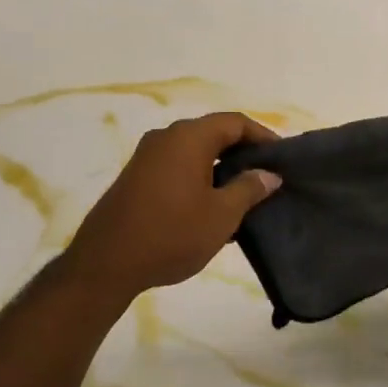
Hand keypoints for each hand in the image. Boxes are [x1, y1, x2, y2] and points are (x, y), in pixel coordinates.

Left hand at [63, 112, 281, 300]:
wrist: (106, 264)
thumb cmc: (172, 234)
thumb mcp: (222, 215)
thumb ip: (249, 188)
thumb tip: (269, 173)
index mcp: (189, 138)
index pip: (235, 122)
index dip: (263, 136)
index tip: (282, 158)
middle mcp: (166, 137)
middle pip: (214, 133)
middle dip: (243, 152)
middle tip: (268, 176)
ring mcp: (147, 157)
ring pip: (195, 151)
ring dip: (222, 167)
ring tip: (245, 194)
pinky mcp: (137, 177)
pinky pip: (178, 166)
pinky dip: (201, 177)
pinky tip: (213, 207)